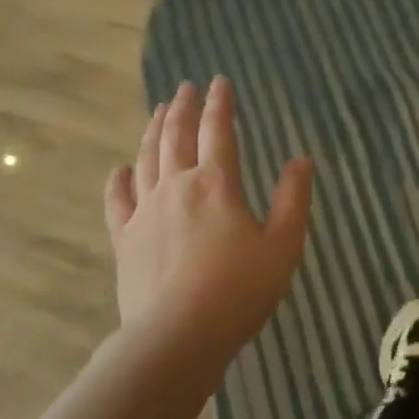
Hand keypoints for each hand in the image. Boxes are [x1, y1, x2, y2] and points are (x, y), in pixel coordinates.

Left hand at [104, 77, 313, 366]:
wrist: (177, 336)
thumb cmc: (239, 291)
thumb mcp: (283, 245)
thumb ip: (293, 199)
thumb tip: (301, 160)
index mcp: (216, 184)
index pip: (218, 131)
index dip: (220, 104)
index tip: (219, 81)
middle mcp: (176, 187)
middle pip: (176, 136)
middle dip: (182, 108)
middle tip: (184, 87)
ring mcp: (145, 212)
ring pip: (146, 159)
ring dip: (153, 132)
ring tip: (158, 112)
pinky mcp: (124, 239)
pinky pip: (117, 201)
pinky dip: (118, 180)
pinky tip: (120, 168)